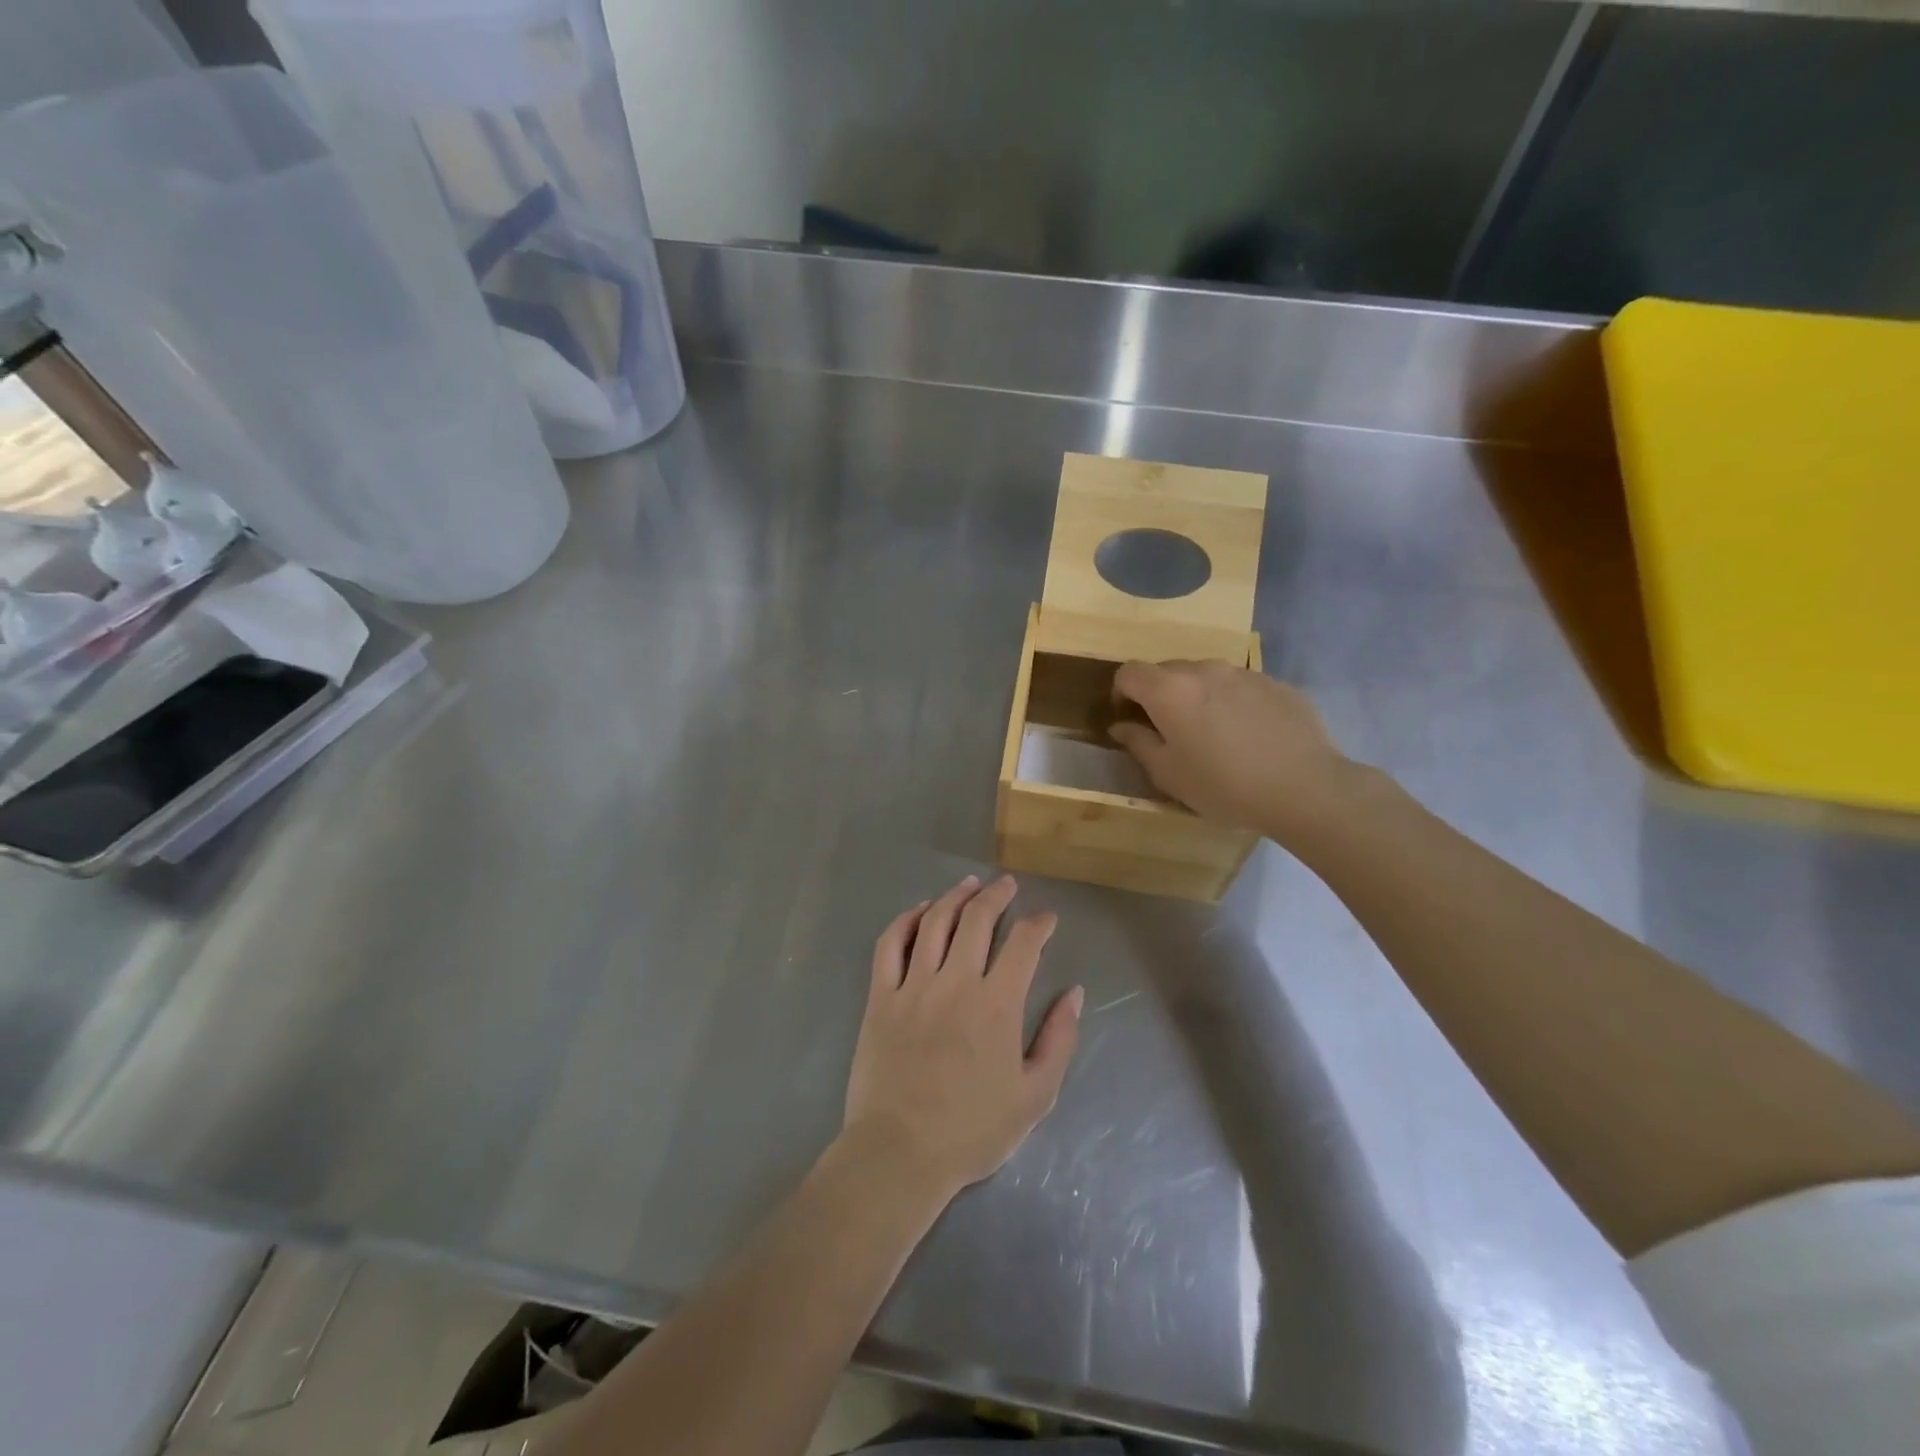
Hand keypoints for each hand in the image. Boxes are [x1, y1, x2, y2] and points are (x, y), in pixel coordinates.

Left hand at [844, 875, 1082, 1199]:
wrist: (900, 1153)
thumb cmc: (972, 1130)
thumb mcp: (1035, 1095)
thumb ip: (1058, 1039)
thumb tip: (1073, 993)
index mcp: (997, 1004)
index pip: (1023, 944)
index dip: (1039, 923)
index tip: (1046, 918)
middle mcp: (956, 982)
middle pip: (977, 919)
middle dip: (997, 895)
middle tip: (1007, 886)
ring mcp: (913, 986)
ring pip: (936, 922)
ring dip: (955, 896)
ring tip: (970, 885)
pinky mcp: (881, 996)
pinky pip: (891, 944)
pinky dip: (907, 919)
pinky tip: (920, 911)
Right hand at [1110, 659, 1355, 839]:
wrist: (1305, 787)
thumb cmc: (1224, 785)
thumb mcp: (1169, 774)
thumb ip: (1138, 743)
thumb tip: (1121, 726)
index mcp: (1169, 690)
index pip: (1129, 672)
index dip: (1121, 693)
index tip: (1129, 719)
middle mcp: (1204, 670)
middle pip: (1167, 670)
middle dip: (1159, 694)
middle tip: (1169, 731)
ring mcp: (1243, 673)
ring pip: (1206, 676)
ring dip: (1197, 696)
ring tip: (1212, 734)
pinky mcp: (1276, 683)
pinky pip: (1240, 686)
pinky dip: (1232, 702)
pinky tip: (1248, 736)